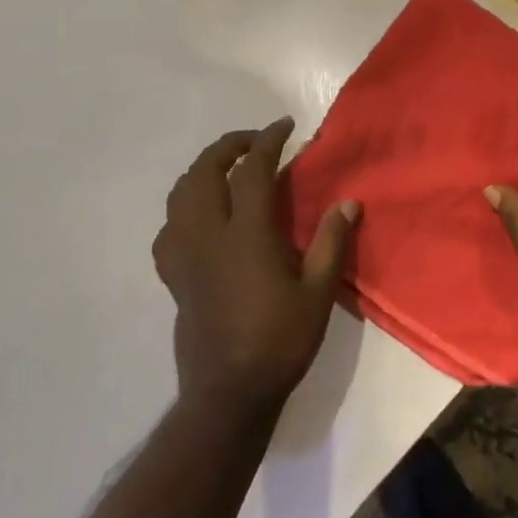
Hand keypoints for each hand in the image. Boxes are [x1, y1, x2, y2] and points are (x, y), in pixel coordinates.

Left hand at [152, 118, 359, 418]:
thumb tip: (348, 202)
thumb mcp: (318, 293)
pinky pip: (169, 227)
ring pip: (180, 194)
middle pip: (204, 172)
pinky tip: (201, 217)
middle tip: (255, 142)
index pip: (251, 171)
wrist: (229, 391)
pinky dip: (184, 207)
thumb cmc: (280, 342)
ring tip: (227, 169)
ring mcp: (184, 255)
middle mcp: (207, 236)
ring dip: (203, 170)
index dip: (267, 141)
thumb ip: (331, 243)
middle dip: (228, 146)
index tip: (285, 126)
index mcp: (245, 236)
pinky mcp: (173, 276)